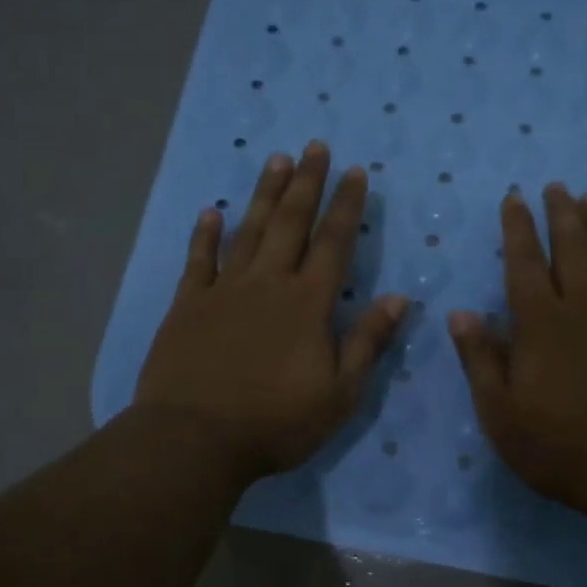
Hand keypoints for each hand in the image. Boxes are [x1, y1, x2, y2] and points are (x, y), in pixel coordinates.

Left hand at [135, 142, 406, 486]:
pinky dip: (204, 235)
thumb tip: (399, 298)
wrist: (195, 439)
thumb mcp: (340, 393)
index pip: (334, 243)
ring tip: (276, 160)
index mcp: (308, 304)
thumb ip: (367, 342)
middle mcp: (267, 284)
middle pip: (290, 223)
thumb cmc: (276, 422)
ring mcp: (223, 291)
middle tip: (314, 146)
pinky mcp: (187, 306)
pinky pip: (197, 261)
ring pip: (247, 231)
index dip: (347, 206)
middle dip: (306, 183)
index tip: (356, 172)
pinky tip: (209, 212)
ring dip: (263, 194)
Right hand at [449, 184, 586, 525]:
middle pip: (573, 251)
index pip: (524, 265)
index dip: (518, 229)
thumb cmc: (559, 447)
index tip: (515, 198)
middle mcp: (584, 312)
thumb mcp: (500, 413)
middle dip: (562, 215)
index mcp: (541, 325)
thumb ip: (480, 360)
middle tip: (558, 186)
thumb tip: (461, 313)